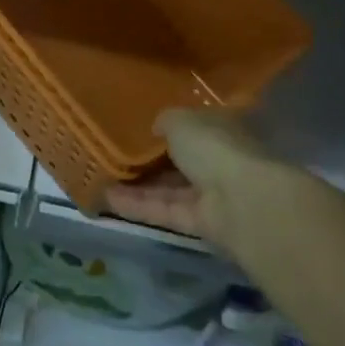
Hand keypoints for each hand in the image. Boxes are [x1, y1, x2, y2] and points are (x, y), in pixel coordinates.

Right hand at [106, 108, 332, 265]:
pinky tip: (108, 198)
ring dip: (137, 186)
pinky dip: (137, 206)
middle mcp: (217, 164)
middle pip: (179, 164)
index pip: (193, 131)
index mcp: (220, 133)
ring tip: (102, 178)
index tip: (137, 130)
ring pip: (168, 190)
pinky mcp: (199, 224)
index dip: (166, 130)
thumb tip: (156, 128)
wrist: (243, 201)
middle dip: (149, 162)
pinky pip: (163, 211)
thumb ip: (166, 121)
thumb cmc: (215, 148)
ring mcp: (209, 197)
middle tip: (113, 157)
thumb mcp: (182, 121)